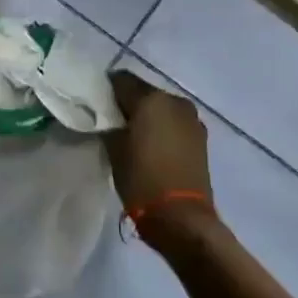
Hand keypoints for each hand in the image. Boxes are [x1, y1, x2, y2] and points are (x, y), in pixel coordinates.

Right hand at [104, 72, 216, 239]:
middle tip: (113, 121)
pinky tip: (153, 146)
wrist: (181, 217)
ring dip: (149, 115)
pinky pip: (175, 122)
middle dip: (129, 103)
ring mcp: (192, 119)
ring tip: (134, 136)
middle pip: (144, 92)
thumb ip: (109, 123)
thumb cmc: (141, 179)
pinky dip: (163, 128)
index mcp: (151, 99)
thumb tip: (109, 116)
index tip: (97, 104)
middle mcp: (174, 101)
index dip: (107, 90)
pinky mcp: (201, 137)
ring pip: (162, 107)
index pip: (121, 80)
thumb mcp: (114, 149)